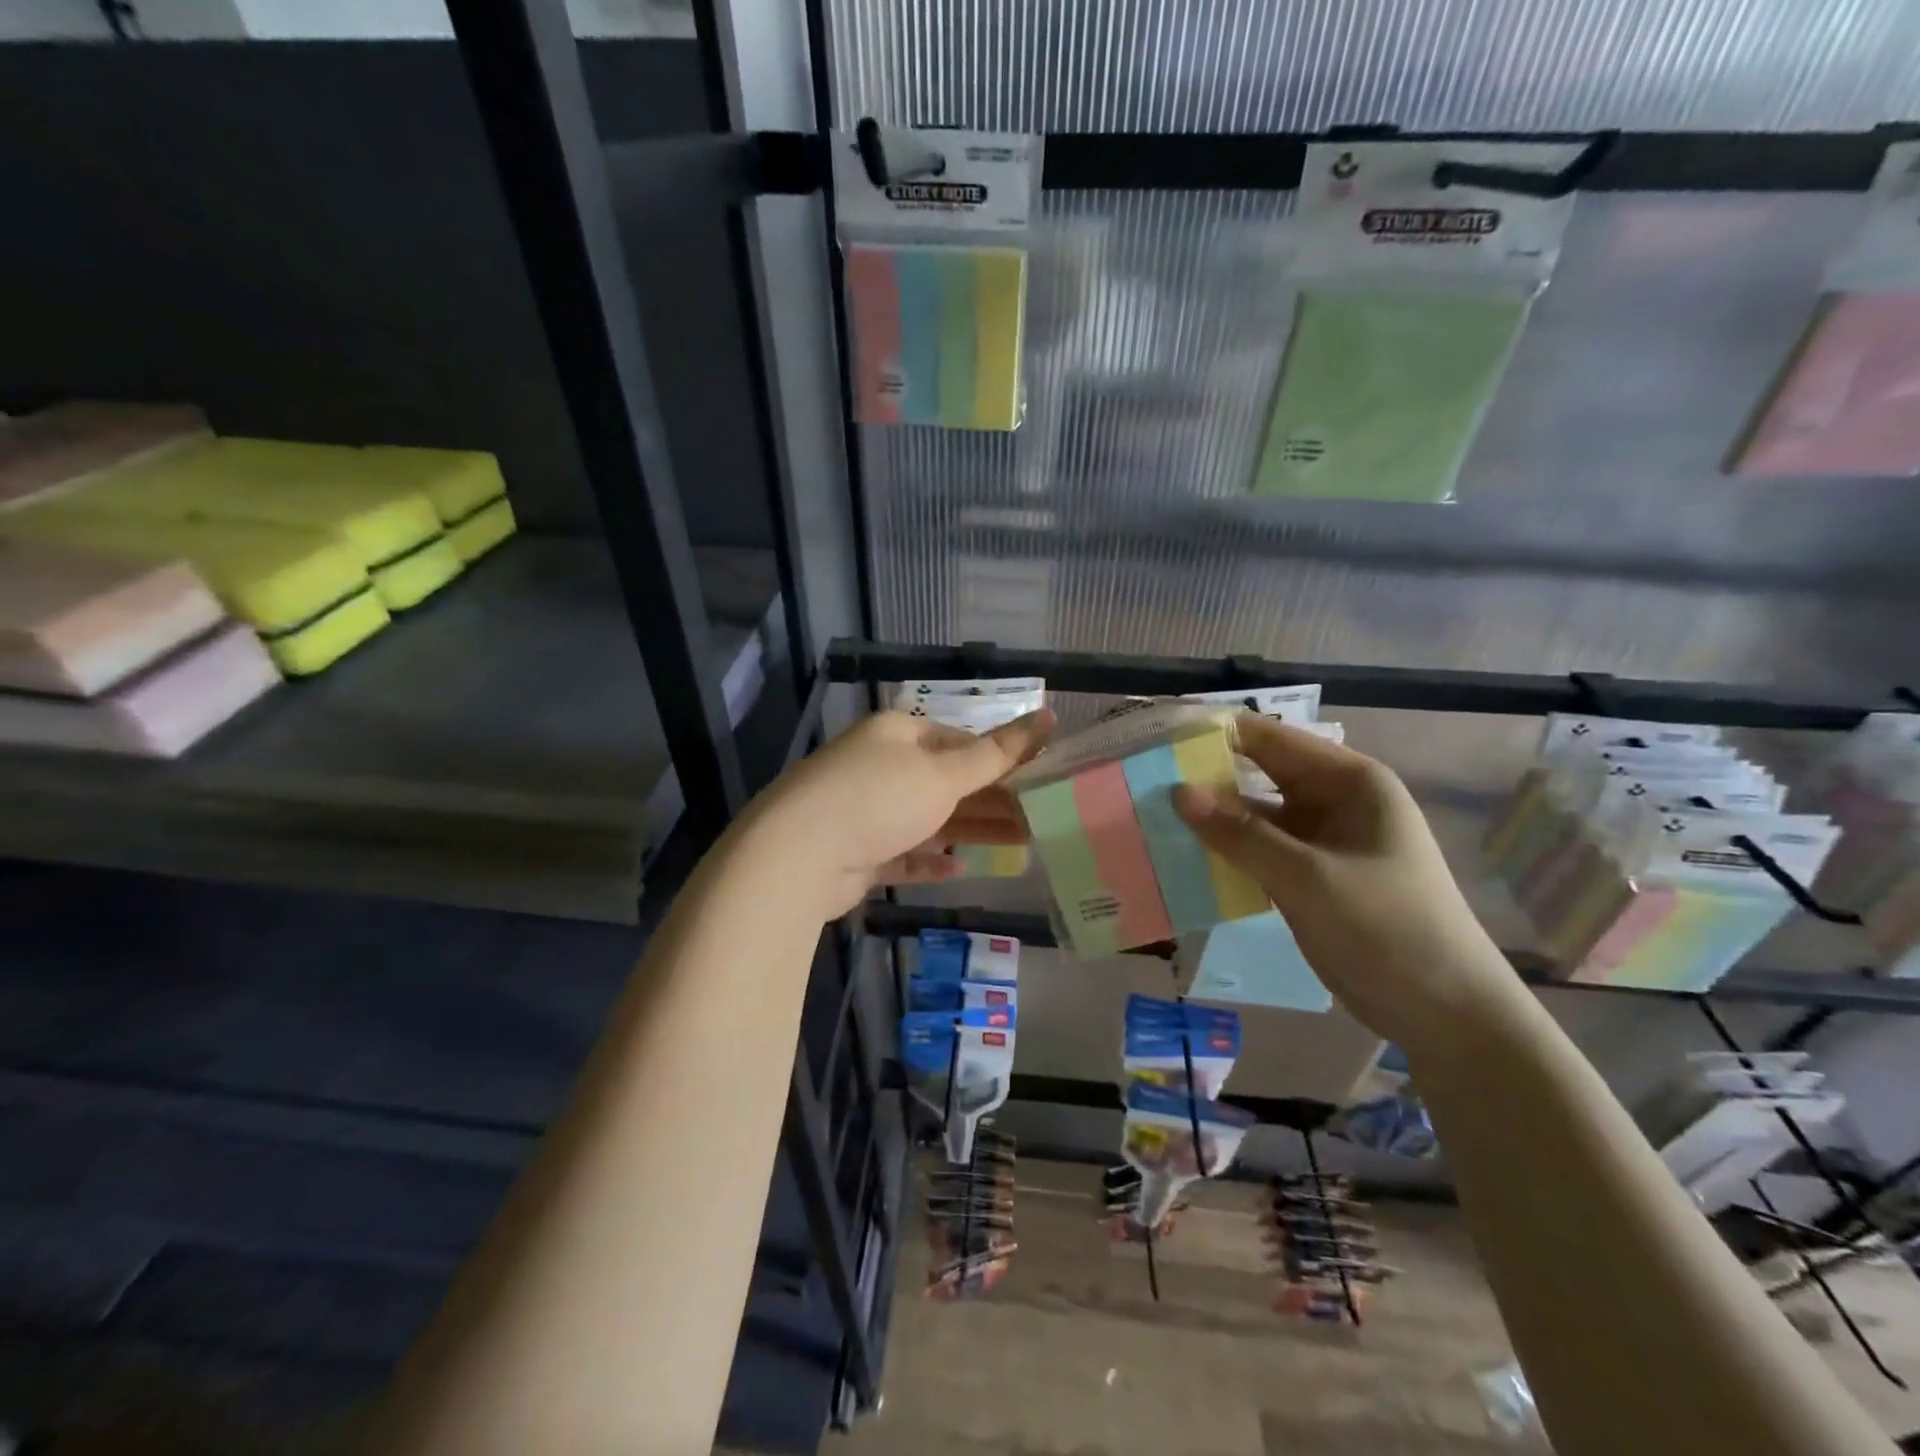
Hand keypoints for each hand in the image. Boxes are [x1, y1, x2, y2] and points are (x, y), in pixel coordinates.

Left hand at [755, 708, 1054, 917]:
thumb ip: (997, 752)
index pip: (958, 739)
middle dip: (990, 801)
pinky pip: (901, 852)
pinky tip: (957, 869)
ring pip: (927, 818)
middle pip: (945, 781)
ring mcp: (864, 810)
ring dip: (968, 832)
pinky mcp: (855, 851)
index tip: (1036, 781)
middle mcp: (879, 765)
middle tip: (1036, 820)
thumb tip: (1048, 714)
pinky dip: (928, 859)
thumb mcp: (944, 773)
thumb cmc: (878, 798)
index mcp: (897, 733)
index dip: (999, 759)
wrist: (797, 855)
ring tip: (1017, 847)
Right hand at [1173, 713, 1523, 1052]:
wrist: (1445, 1013)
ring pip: (1254, 815)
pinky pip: (1258, 851)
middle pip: (1258, 773)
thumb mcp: (1308, 878)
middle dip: (1206, 775)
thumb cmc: (1387, 929)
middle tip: (1142, 776)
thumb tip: (1177, 792)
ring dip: (1211, 817)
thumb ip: (1240, 834)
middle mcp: (1333, 800)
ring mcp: (1320, 841)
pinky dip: (1225, 852)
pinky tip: (1181, 855)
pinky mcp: (1308, 876)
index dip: (1216, 733)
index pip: (1270, 738)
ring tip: (1149, 814)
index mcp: (1349, 781)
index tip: (1159, 735)